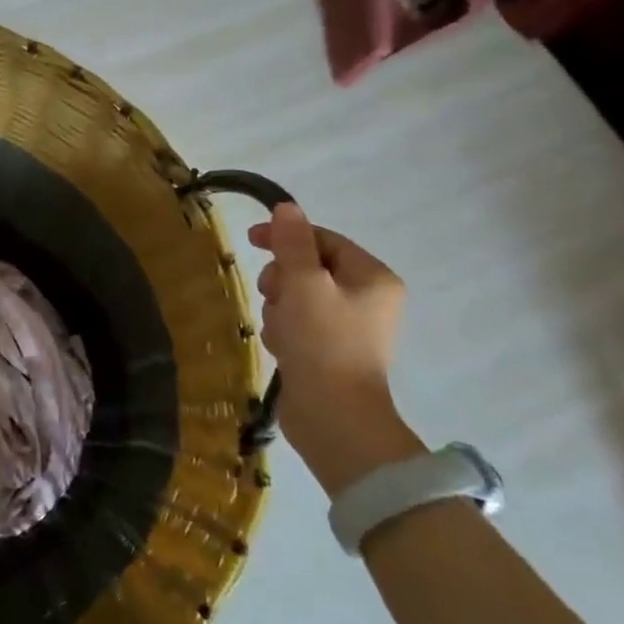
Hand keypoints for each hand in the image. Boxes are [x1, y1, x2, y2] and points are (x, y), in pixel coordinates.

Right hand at [248, 203, 421, 493]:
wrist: (333, 416)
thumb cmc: (323, 342)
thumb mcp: (303, 284)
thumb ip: (292, 243)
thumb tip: (286, 207)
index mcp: (372, 277)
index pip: (324, 240)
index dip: (287, 236)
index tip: (251, 239)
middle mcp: (366, 299)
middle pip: (308, 269)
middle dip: (283, 281)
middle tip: (274, 297)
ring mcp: (347, 328)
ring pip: (297, 298)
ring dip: (279, 309)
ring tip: (281, 331)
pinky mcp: (328, 352)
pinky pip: (297, 325)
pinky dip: (284, 331)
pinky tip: (282, 348)